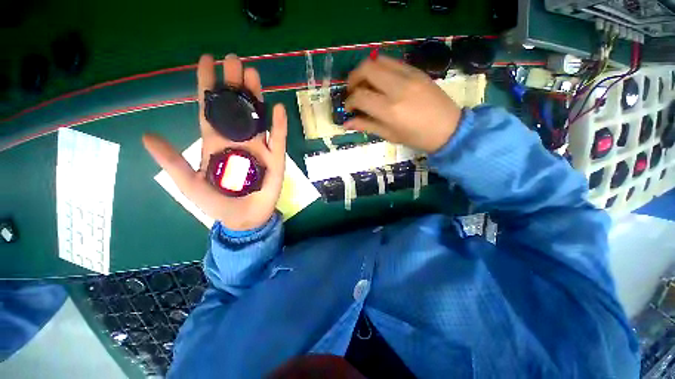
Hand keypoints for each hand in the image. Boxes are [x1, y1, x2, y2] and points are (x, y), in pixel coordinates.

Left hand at [142, 54, 286, 230]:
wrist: (242, 218)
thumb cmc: (217, 202)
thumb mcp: (189, 183)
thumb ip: (171, 161)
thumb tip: (146, 136)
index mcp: (215, 142)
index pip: (211, 109)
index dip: (208, 85)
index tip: (207, 61)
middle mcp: (238, 139)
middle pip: (236, 108)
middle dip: (234, 84)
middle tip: (234, 60)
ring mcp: (259, 148)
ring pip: (257, 118)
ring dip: (255, 97)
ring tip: (253, 74)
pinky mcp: (275, 158)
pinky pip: (277, 139)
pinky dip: (278, 125)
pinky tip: (277, 108)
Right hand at [344, 56, 461, 152]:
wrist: (449, 128)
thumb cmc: (417, 137)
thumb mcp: (390, 135)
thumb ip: (367, 125)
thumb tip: (346, 123)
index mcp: (390, 109)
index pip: (360, 96)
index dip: (349, 102)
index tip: (349, 108)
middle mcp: (397, 87)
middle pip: (366, 69)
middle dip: (353, 78)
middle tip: (353, 91)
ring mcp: (409, 75)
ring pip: (378, 60)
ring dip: (366, 70)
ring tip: (365, 84)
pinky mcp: (417, 70)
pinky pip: (392, 62)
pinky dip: (381, 68)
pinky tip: (381, 82)